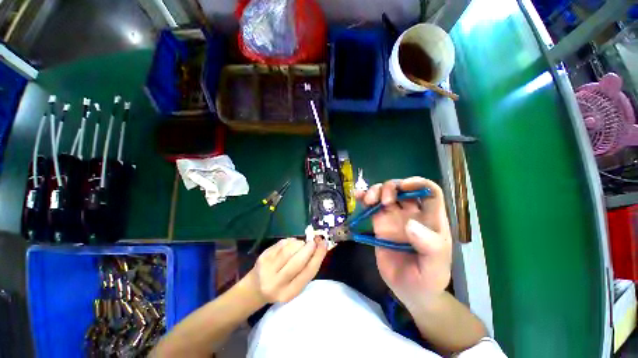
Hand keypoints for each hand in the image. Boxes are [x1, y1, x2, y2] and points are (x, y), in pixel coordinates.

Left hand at [247, 237, 326, 303]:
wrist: (255, 288)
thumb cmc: (280, 286)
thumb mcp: (295, 285)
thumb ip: (306, 269)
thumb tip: (319, 246)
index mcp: (289, 293)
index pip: (307, 273)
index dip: (318, 257)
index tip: (324, 244)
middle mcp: (276, 283)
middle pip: (297, 262)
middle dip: (308, 248)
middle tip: (314, 241)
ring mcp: (267, 269)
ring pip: (289, 250)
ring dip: (299, 244)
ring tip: (301, 245)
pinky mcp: (263, 256)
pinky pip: (282, 243)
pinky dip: (291, 241)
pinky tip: (291, 245)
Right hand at [355, 177, 451, 307]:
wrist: (409, 291)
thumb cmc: (428, 280)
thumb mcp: (435, 268)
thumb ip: (429, 247)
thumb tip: (410, 224)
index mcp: (431, 219)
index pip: (430, 192)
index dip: (419, 183)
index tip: (404, 187)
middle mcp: (412, 214)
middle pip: (402, 188)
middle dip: (391, 187)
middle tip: (383, 201)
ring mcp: (394, 217)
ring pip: (385, 193)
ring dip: (375, 190)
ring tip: (367, 200)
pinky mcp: (379, 223)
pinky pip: (371, 206)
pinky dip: (364, 197)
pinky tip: (358, 196)